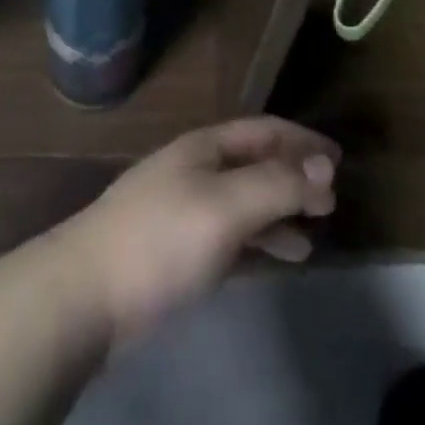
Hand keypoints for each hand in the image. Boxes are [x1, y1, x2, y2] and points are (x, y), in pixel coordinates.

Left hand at [49, 118, 339, 343]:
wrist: (84, 294)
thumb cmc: (160, 238)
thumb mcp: (225, 206)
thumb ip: (276, 184)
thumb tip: (323, 165)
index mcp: (206, 147)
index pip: (265, 131)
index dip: (303, 141)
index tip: (339, 160)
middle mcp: (197, 169)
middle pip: (256, 163)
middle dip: (295, 176)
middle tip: (332, 201)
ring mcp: (184, 208)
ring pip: (244, 200)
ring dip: (279, 210)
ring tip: (312, 234)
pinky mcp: (176, 249)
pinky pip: (230, 234)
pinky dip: (257, 240)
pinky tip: (273, 258)